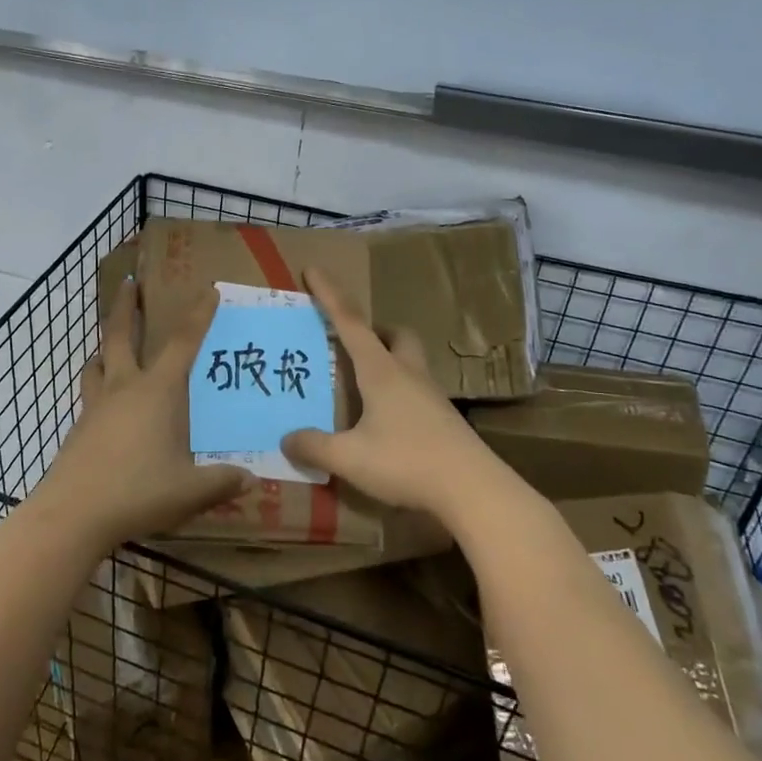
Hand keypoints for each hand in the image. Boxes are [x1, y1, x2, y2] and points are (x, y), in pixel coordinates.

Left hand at [29, 278, 247, 552]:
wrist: (74, 512)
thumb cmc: (138, 492)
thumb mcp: (190, 491)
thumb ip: (222, 482)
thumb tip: (250, 479)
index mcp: (157, 391)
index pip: (183, 343)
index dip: (198, 315)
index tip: (208, 290)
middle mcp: (125, 387)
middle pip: (122, 334)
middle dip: (127, 306)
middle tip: (129, 282)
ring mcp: (97, 405)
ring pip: (98, 361)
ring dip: (105, 345)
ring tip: (110, 344)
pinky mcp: (80, 427)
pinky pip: (90, 391)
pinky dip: (98, 382)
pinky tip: (106, 402)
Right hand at [280, 268, 499, 521]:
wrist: (475, 491)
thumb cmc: (407, 463)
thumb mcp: (350, 458)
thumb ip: (315, 447)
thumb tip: (286, 439)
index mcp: (381, 371)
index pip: (350, 323)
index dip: (329, 295)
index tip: (314, 269)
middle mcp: (408, 375)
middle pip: (395, 335)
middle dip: (374, 330)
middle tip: (352, 342)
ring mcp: (431, 397)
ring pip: (410, 361)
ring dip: (389, 359)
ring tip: (365, 383)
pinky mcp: (445, 420)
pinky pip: (417, 391)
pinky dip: (398, 393)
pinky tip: (387, 421)